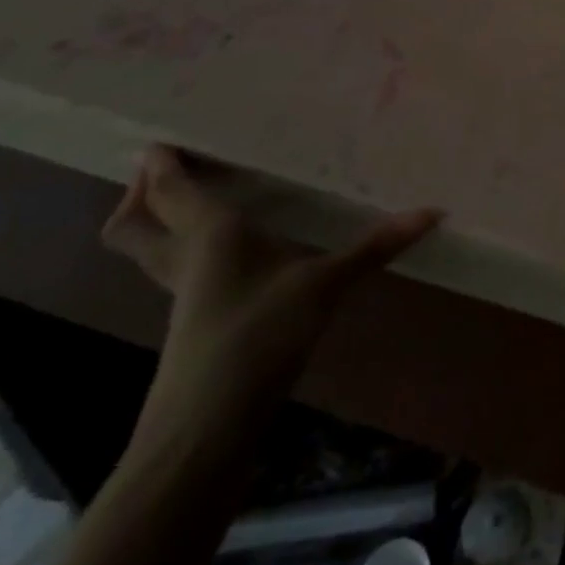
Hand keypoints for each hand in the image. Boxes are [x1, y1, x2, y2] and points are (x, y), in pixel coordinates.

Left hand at [102, 145, 442, 435]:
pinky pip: (176, 269)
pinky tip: (231, 252)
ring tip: (198, 200)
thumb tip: (433, 212)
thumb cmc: (258, 337)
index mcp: (208, 234)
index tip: (163, 136)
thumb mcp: (325, 286)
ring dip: (159, 222)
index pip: (170, 190)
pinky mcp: (194, 320)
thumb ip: (375, 247)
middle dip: (140, 195)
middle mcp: (185, 257)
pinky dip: (188, 249)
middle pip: (131, 224)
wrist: (206, 428)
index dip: (160, 163)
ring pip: (150, 249)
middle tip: (169, 169)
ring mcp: (184, 294)